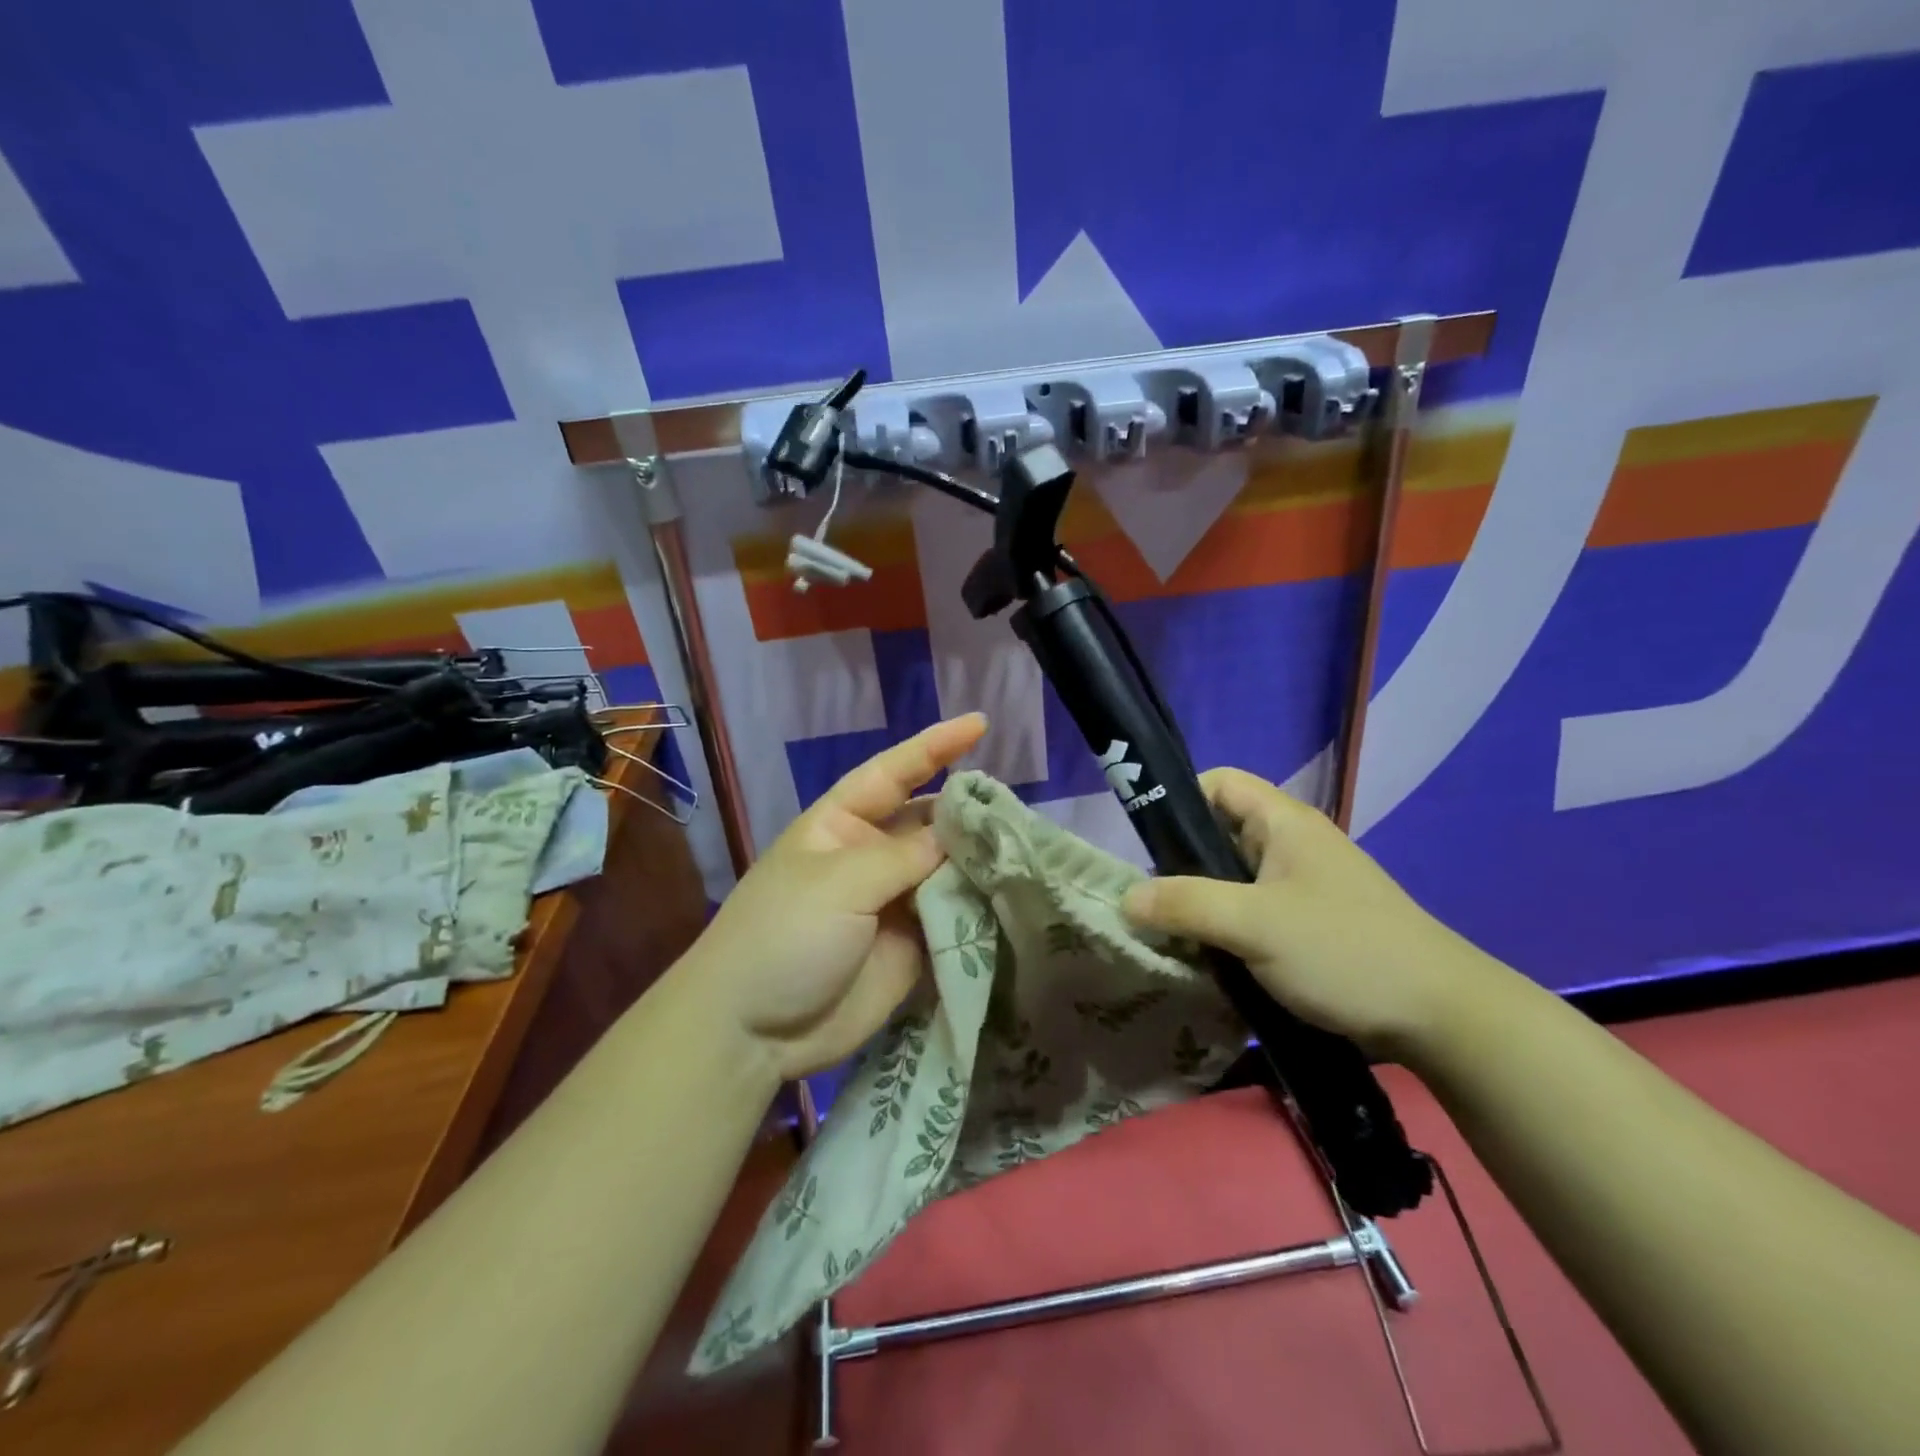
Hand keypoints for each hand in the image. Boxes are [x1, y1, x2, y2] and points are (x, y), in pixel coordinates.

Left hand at [678, 714, 987, 1083]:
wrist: (754, 1031)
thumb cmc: (784, 935)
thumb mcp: (840, 882)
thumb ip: (906, 855)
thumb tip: (958, 836)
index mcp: (841, 824)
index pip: (893, 772)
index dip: (935, 746)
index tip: (980, 723)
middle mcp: (870, 855)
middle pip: (928, 821)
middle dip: (967, 811)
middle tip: (1015, 811)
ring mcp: (891, 901)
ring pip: (946, 868)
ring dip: (979, 860)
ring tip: (1025, 851)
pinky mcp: (910, 944)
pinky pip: (951, 915)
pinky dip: (978, 906)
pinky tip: (1012, 896)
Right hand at [1121, 768, 1510, 1062]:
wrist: (1441, 1017)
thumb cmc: (1344, 951)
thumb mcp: (1254, 924)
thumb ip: (1185, 905)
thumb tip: (1126, 899)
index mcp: (1283, 822)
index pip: (1218, 783)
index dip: (1178, 801)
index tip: (1147, 846)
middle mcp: (1291, 845)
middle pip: (1218, 834)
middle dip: (1179, 865)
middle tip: (1149, 903)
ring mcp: (1302, 887)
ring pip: (1232, 880)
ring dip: (1200, 905)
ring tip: (1169, 936)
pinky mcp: (1308, 926)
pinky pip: (1250, 913)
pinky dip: (1224, 930)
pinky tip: (1207, 960)